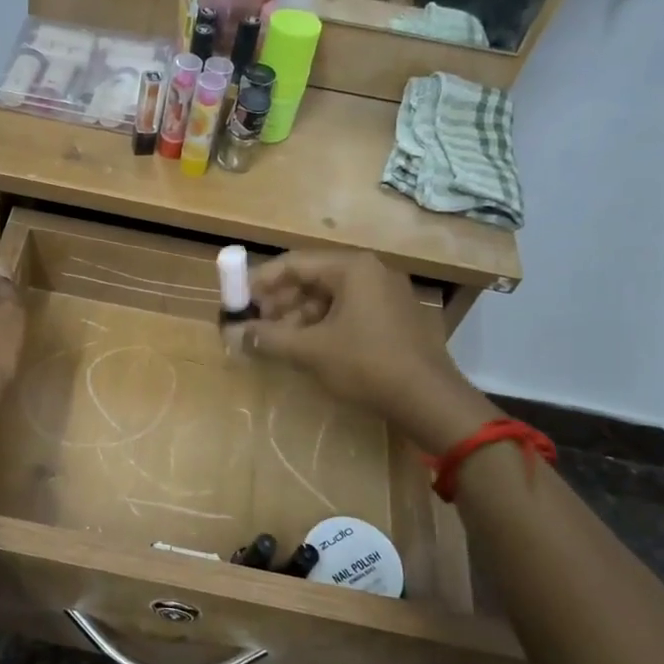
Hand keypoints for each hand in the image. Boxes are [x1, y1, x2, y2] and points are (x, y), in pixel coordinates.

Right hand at [244, 250, 494, 450]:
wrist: (430, 400)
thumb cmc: (367, 364)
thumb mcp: (311, 351)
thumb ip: (269, 338)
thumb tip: (233, 334)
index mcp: (352, 268)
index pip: (294, 263)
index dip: (260, 281)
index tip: (237, 301)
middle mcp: (371, 272)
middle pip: (311, 279)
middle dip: (279, 302)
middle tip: (255, 326)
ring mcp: (385, 295)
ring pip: (328, 299)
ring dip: (298, 318)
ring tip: (276, 342)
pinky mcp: (392, 319)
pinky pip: (347, 313)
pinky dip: (322, 327)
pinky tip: (306, 350)